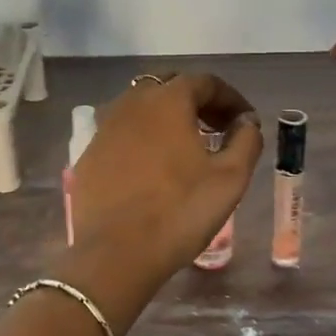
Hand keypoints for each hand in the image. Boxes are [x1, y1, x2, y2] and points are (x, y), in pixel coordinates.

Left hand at [65, 72, 263, 297]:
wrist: (116, 253)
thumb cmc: (180, 211)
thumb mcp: (230, 178)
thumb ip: (246, 141)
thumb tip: (246, 122)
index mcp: (168, 101)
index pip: (205, 82)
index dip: (230, 98)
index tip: (245, 121)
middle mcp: (131, 103)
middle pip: (169, 87)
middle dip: (197, 102)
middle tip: (218, 128)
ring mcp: (105, 128)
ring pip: (141, 108)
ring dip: (168, 118)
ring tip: (187, 146)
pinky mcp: (89, 155)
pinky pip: (122, 134)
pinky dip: (143, 139)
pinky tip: (153, 168)